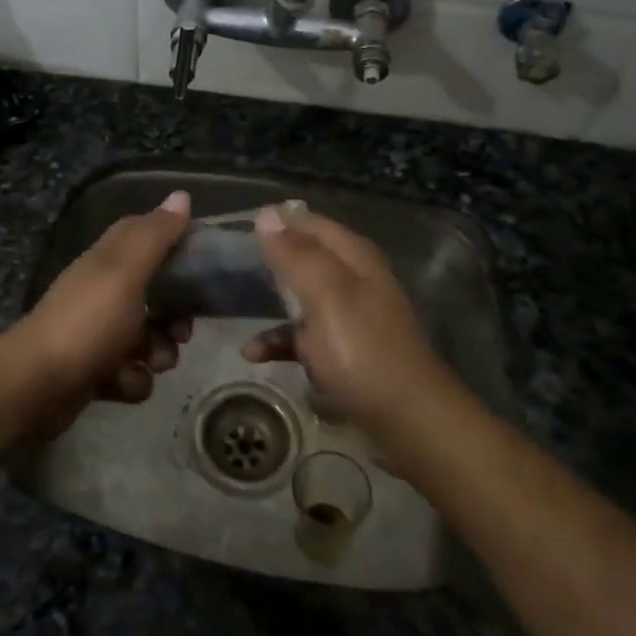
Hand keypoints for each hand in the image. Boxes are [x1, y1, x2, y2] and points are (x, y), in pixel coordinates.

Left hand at [10, 190, 192, 433]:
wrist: (36, 385)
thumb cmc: (87, 322)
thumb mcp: (125, 272)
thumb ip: (155, 236)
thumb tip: (181, 195)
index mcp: (109, 260)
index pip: (148, 237)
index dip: (177, 245)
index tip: (204, 263)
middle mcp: (104, 290)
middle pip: (157, 294)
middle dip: (176, 317)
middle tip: (181, 331)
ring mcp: (99, 332)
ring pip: (150, 338)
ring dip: (157, 354)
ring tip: (147, 362)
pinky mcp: (96, 369)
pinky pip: (132, 372)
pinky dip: (130, 380)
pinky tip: (119, 383)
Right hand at [243, 204, 444, 429]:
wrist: (407, 421)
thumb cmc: (362, 350)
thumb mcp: (326, 295)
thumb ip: (296, 255)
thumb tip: (266, 214)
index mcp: (354, 257)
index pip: (309, 222)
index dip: (275, 222)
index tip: (236, 230)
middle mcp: (354, 279)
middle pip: (304, 258)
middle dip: (269, 261)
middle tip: (228, 267)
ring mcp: (349, 317)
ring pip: (300, 297)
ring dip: (270, 304)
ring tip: (235, 310)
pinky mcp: (343, 351)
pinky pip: (304, 337)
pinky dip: (280, 341)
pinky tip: (255, 354)